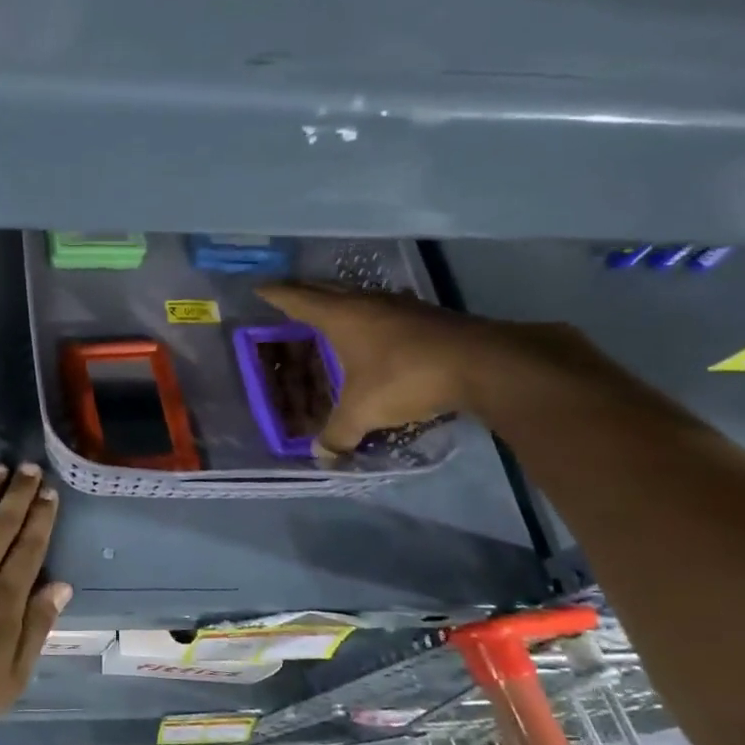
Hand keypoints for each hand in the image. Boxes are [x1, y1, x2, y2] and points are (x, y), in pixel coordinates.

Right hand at [257, 282, 557, 454]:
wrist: (485, 365)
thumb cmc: (407, 378)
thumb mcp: (363, 412)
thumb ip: (338, 434)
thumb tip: (322, 457)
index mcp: (341, 317)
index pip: (298, 299)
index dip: (276, 294)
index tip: (260, 287)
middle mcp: (367, 302)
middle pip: (326, 289)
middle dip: (304, 291)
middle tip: (287, 296)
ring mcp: (401, 306)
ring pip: (359, 296)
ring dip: (341, 300)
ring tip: (328, 311)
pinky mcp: (428, 316)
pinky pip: (385, 309)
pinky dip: (370, 315)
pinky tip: (376, 329)